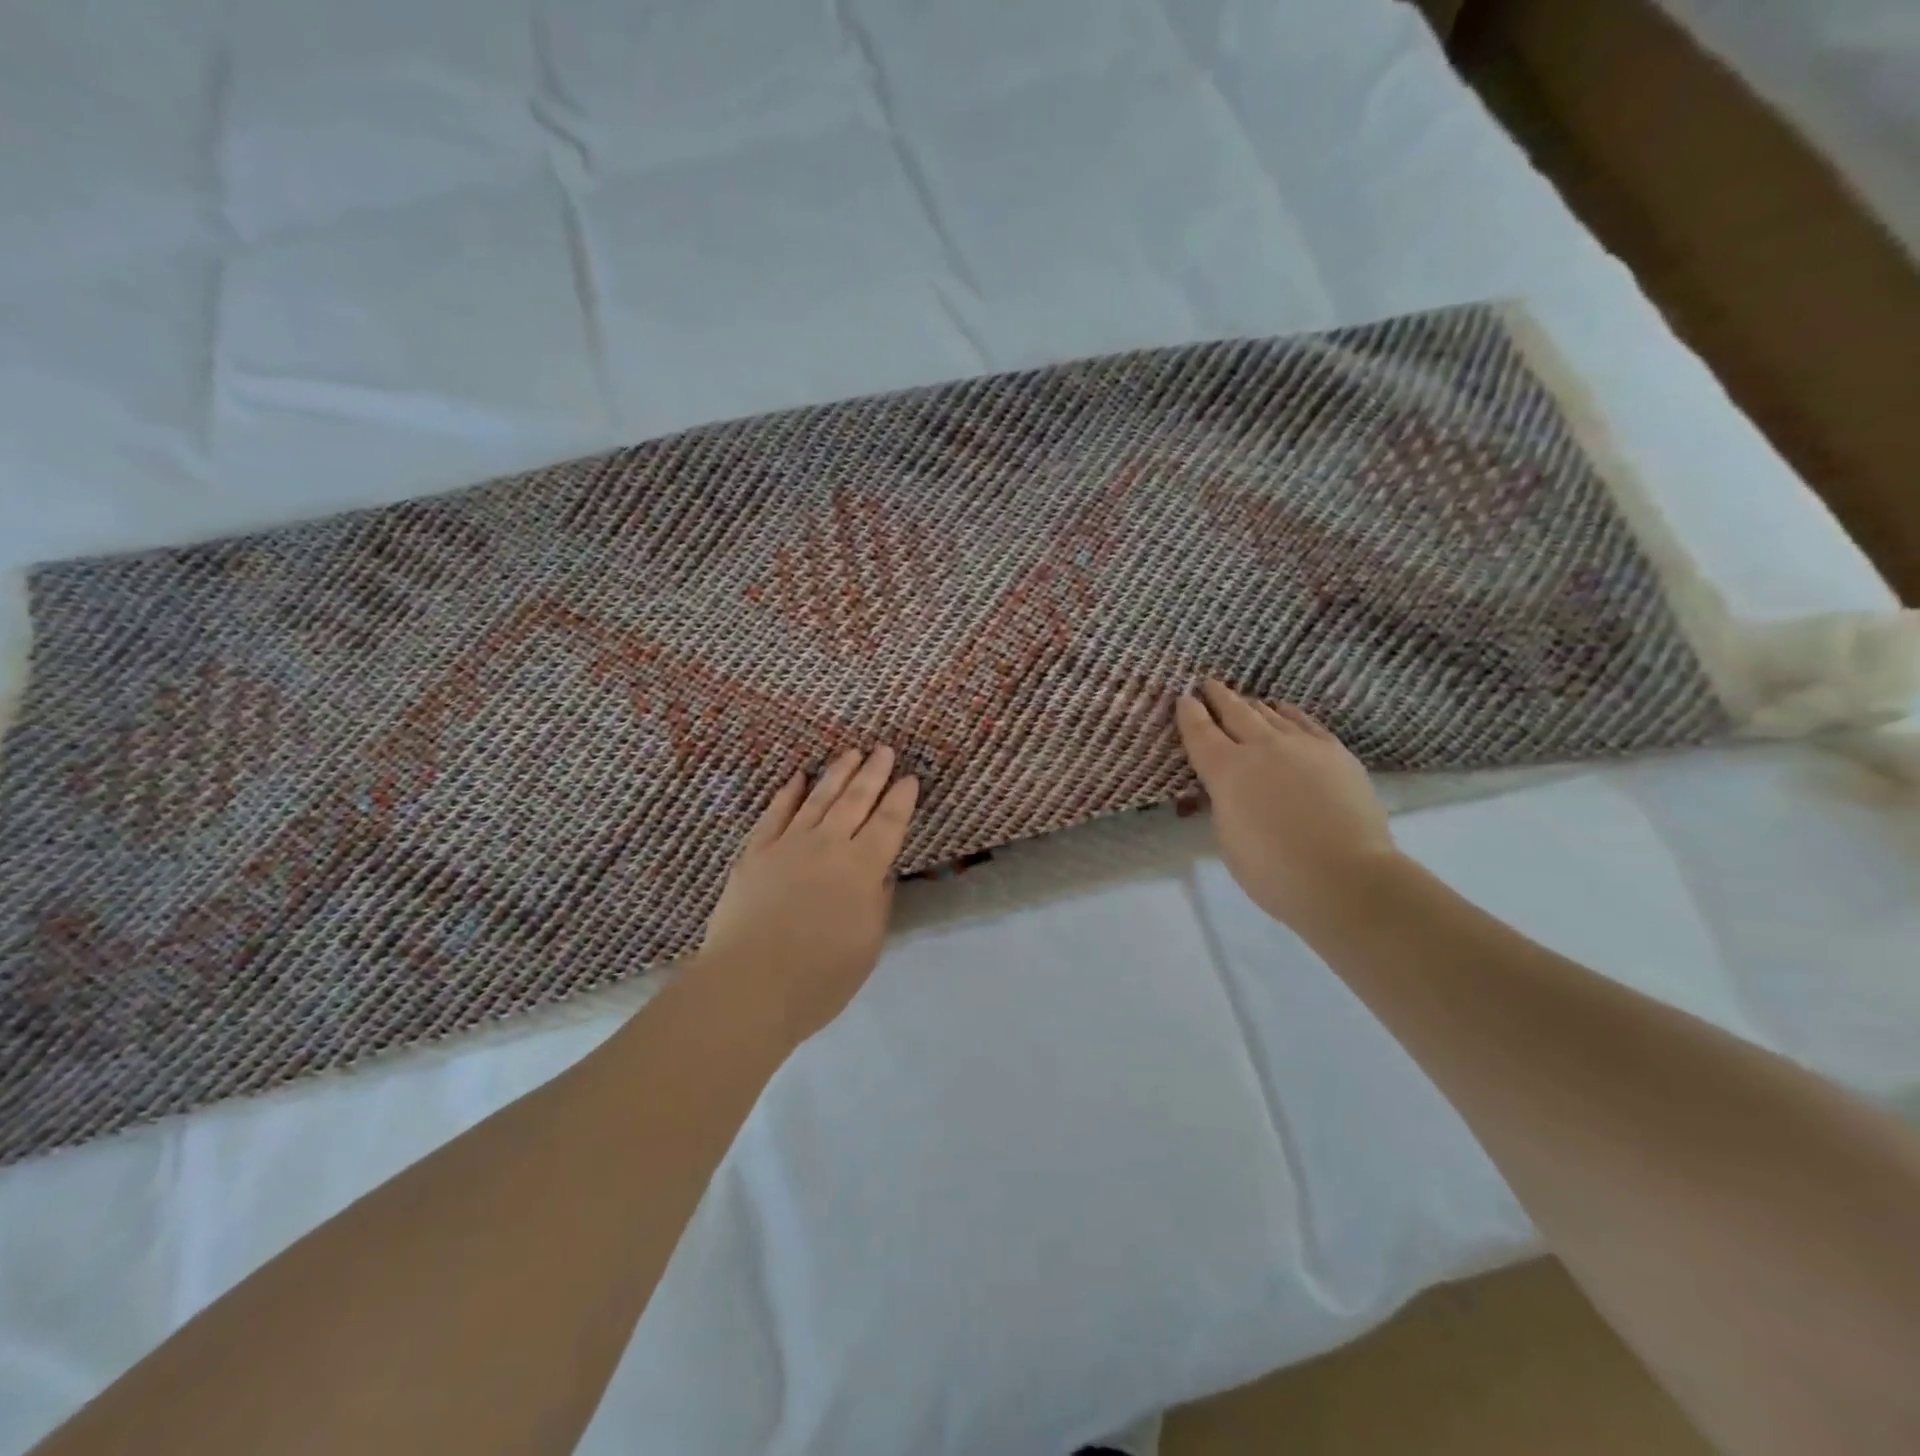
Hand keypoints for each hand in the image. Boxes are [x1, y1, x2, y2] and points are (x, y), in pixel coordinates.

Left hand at [696, 746, 919, 1045]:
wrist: (750, 984)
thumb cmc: (820, 977)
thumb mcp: (868, 944)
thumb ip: (876, 901)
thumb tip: (879, 873)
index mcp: (862, 868)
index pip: (889, 823)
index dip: (901, 799)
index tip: (910, 778)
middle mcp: (829, 845)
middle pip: (856, 800)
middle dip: (873, 773)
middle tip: (884, 749)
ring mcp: (788, 845)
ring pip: (818, 798)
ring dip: (837, 773)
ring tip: (850, 753)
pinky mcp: (755, 853)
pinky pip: (775, 813)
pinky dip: (788, 793)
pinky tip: (797, 777)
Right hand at [1175, 680, 1399, 932]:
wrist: (1347, 877)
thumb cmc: (1273, 871)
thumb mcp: (1227, 838)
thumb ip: (1222, 803)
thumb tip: (1227, 788)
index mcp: (1225, 770)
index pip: (1199, 732)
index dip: (1188, 713)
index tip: (1183, 699)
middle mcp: (1261, 747)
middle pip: (1234, 711)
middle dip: (1218, 696)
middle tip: (1208, 684)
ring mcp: (1302, 745)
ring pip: (1270, 713)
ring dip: (1252, 704)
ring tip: (1244, 699)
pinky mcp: (1335, 752)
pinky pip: (1304, 721)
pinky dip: (1288, 712)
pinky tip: (1284, 710)